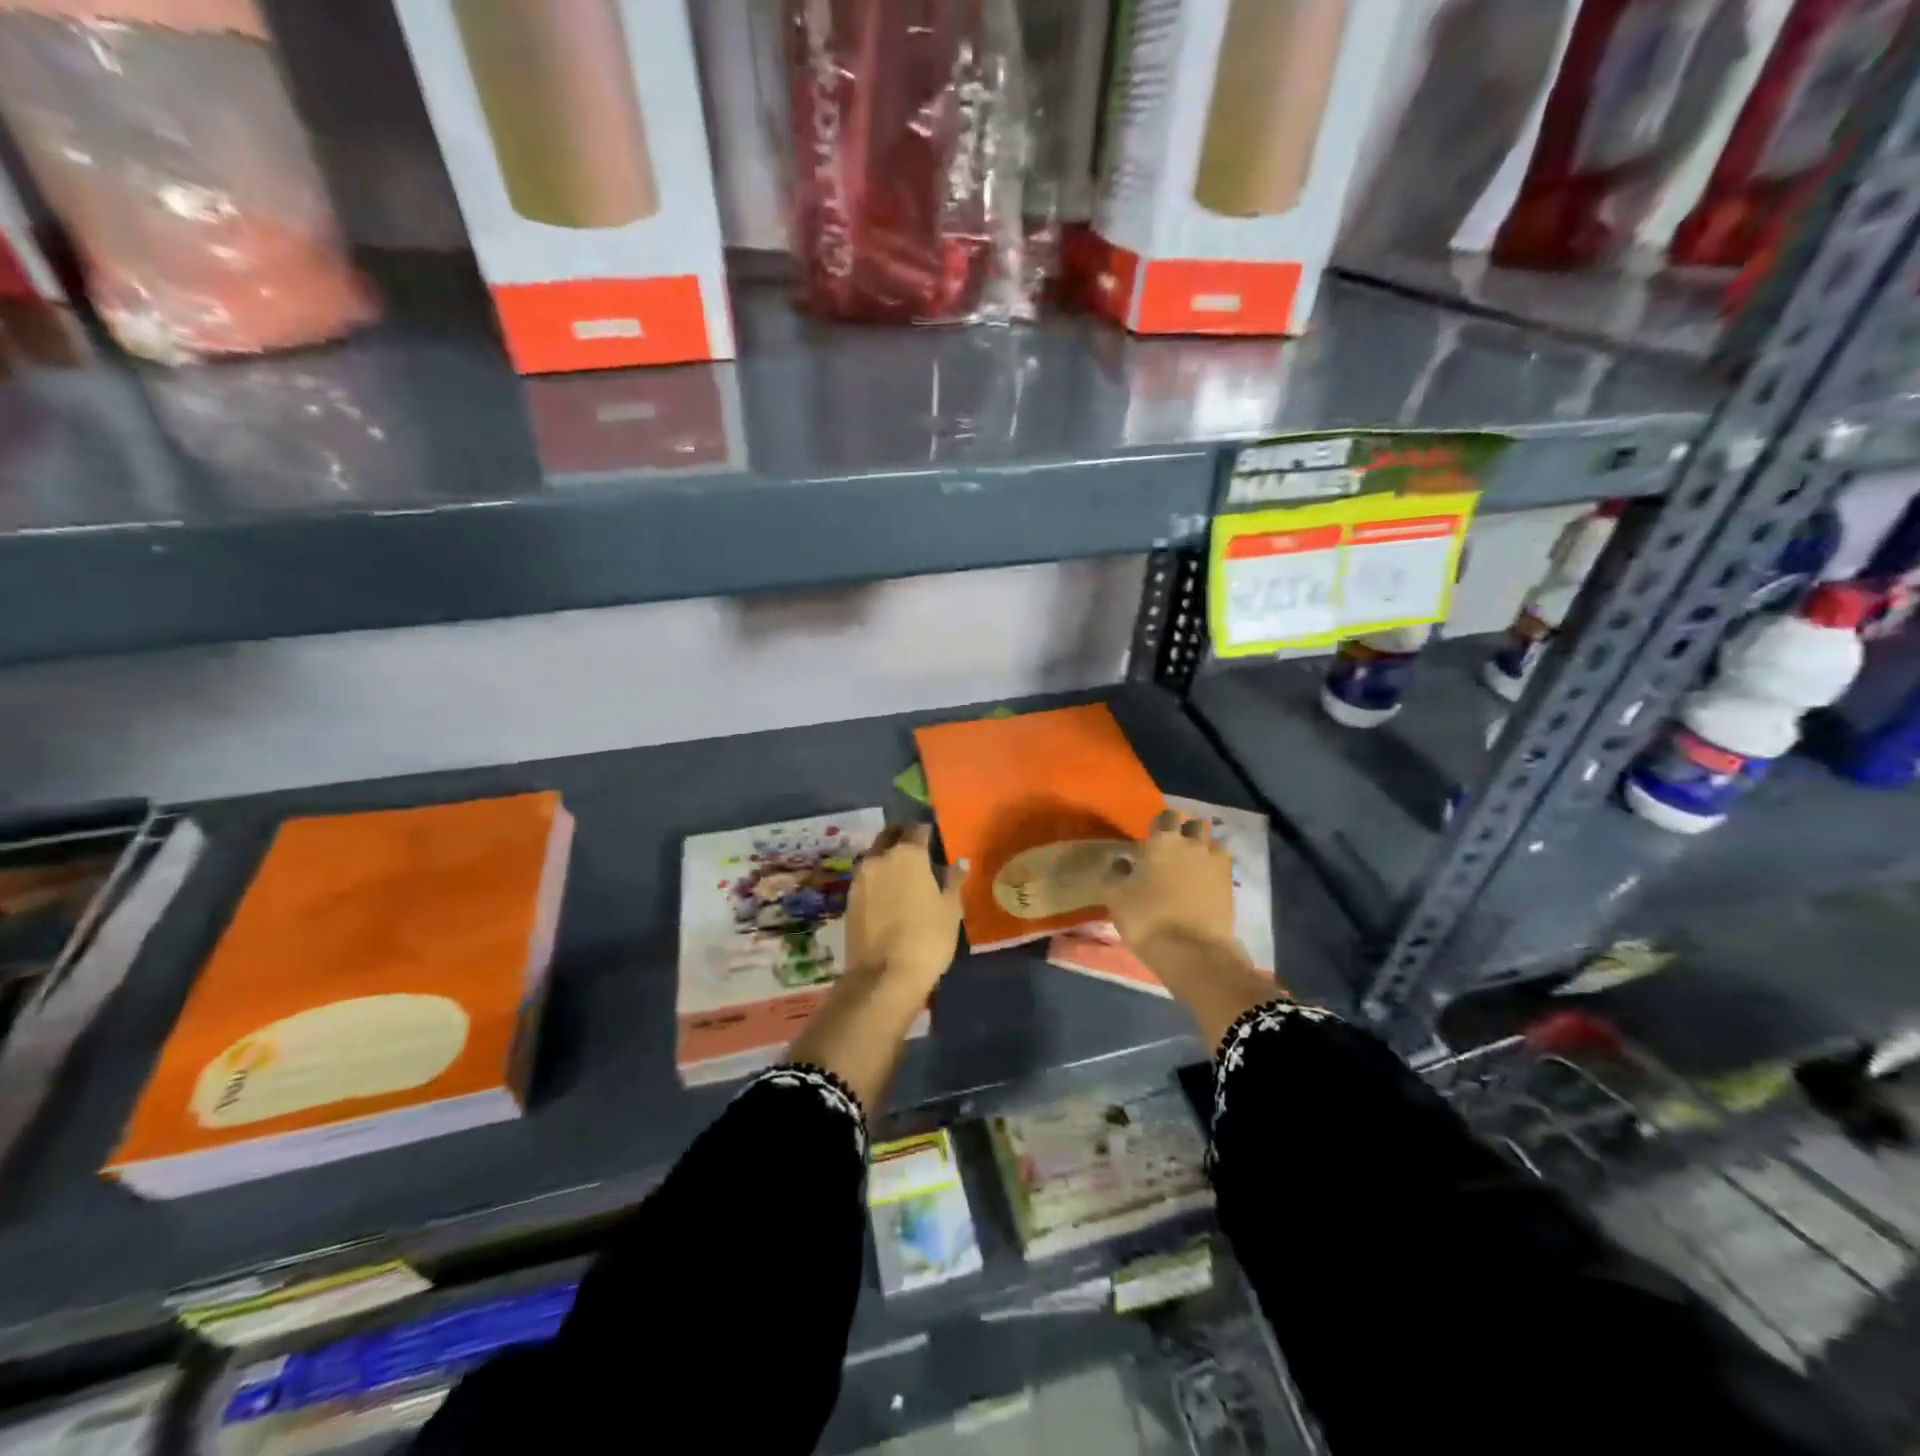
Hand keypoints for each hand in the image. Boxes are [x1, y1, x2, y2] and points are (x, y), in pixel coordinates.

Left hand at [844, 824, 964, 990]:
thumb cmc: (927, 938)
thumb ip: (953, 880)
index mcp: (908, 854)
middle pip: (889, 835)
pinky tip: (887, 890)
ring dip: (886, 854)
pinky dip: (876, 875)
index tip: (934, 836)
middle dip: (902, 835)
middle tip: (916, 846)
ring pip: (874, 854)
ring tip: (901, 869)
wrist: (883, 976)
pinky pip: (865, 876)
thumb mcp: (950, 909)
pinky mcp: (849, 899)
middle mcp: (879, 858)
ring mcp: (860, 878)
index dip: (927, 830)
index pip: (917, 829)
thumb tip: (959, 862)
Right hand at [1104, 809, 1238, 959]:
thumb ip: (1115, 871)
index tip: (1150, 837)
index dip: (1158, 824)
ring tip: (1191, 863)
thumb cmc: (1146, 918)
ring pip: (1211, 843)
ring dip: (1202, 847)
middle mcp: (1192, 844)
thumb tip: (1122, 859)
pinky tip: (1204, 881)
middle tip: (1172, 848)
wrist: (1191, 951)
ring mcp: (1215, 863)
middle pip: (1192, 825)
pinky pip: (1222, 865)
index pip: (1165, 817)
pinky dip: (1214, 867)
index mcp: (1163, 840)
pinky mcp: (1229, 884)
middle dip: (1183, 831)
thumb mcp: (1115, 895)